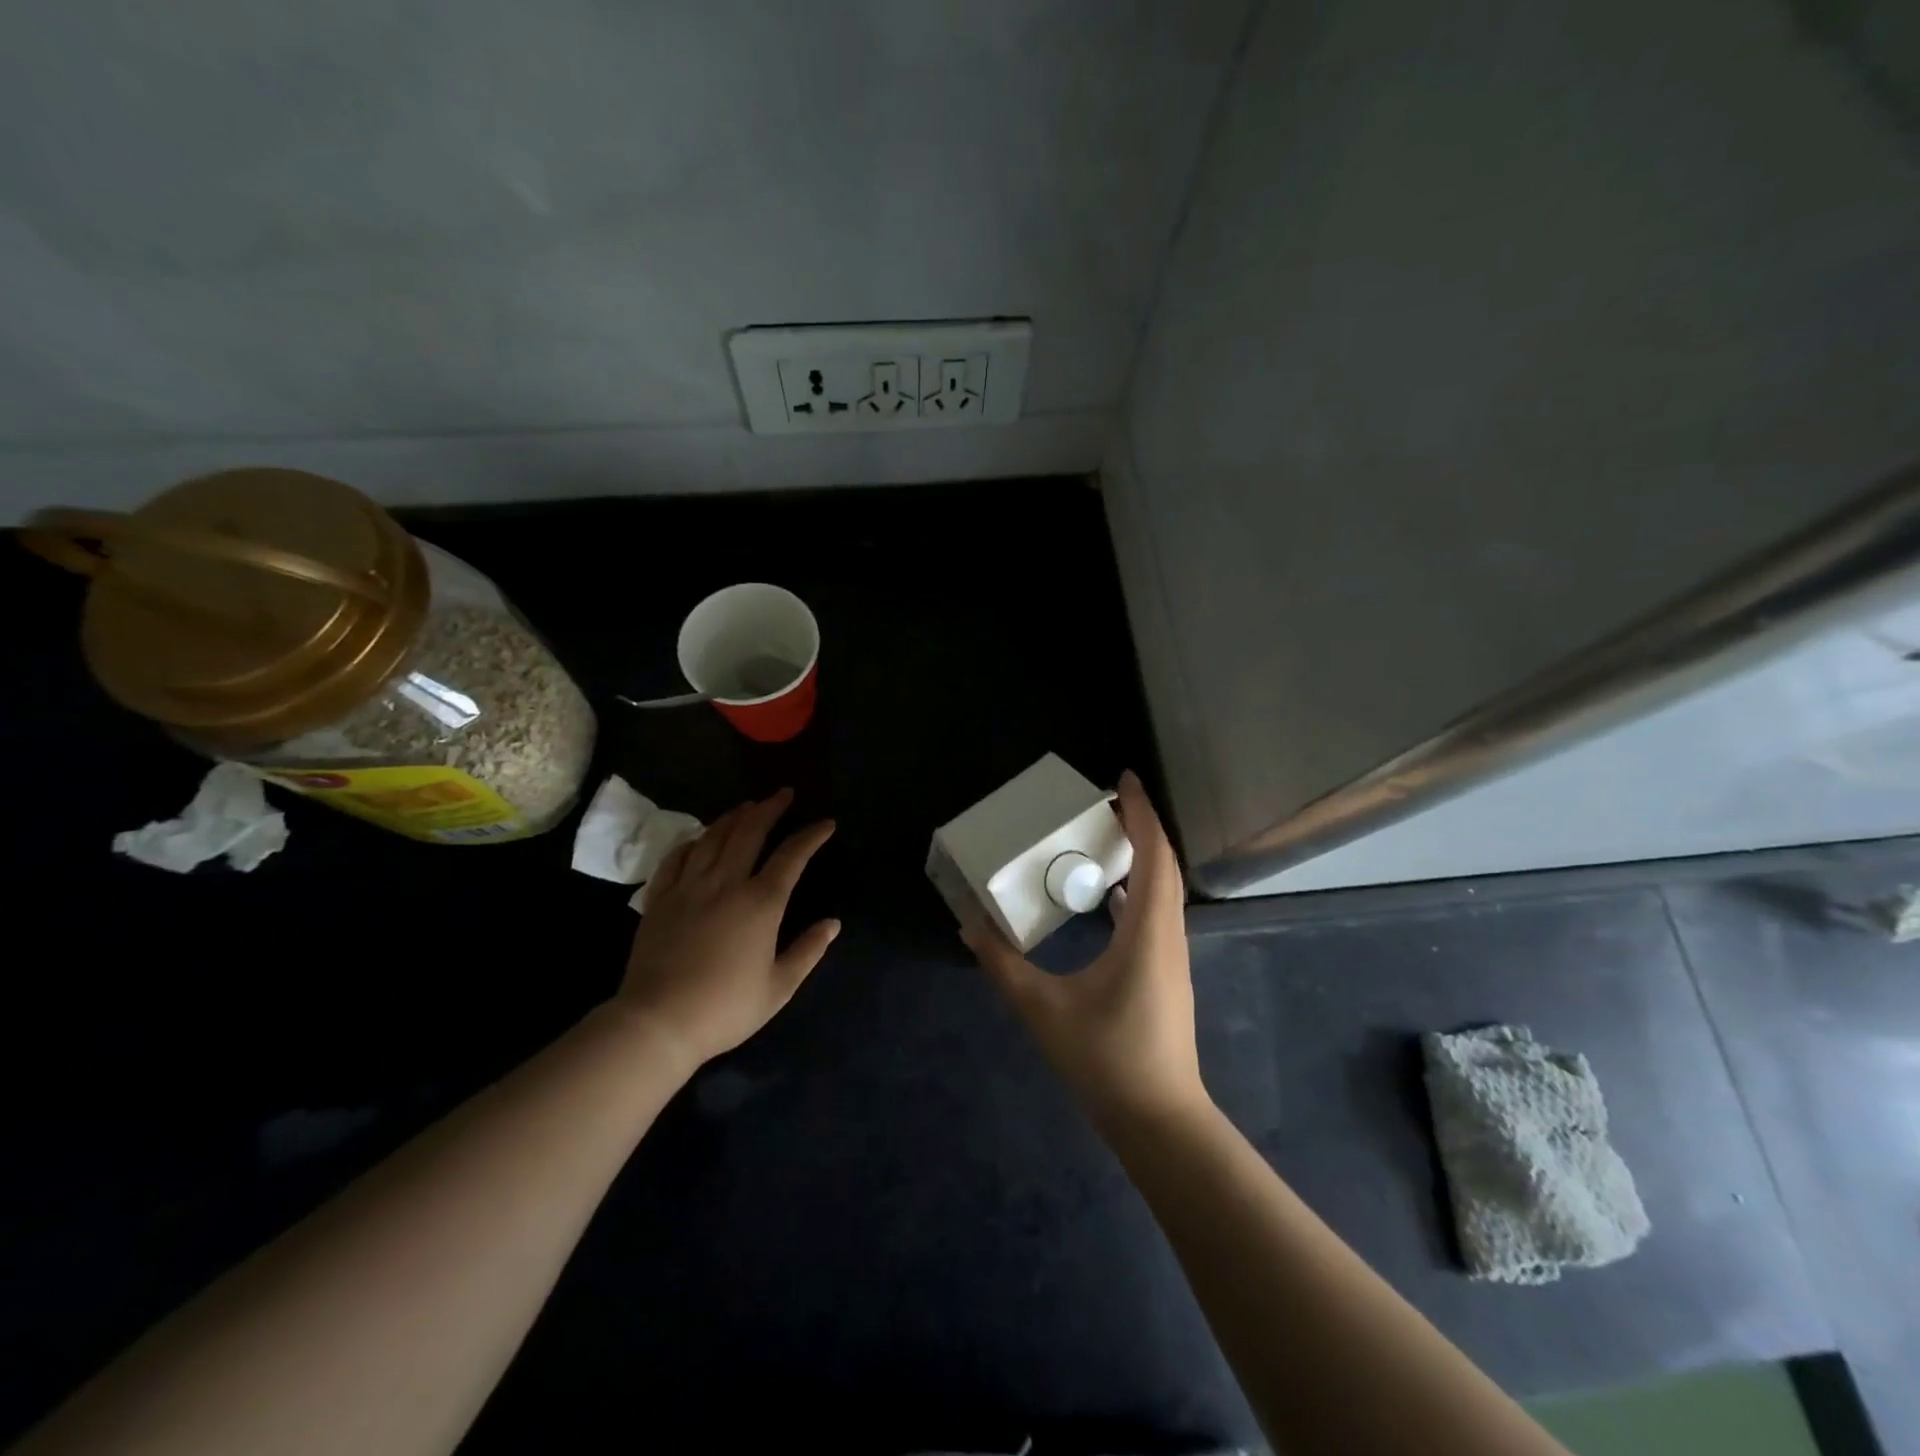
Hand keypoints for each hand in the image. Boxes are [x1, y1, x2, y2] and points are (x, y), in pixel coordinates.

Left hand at [618, 787, 838, 1067]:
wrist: (658, 1021)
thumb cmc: (726, 1007)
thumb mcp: (779, 987)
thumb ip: (808, 951)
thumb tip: (833, 923)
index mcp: (761, 903)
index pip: (791, 856)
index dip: (811, 836)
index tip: (826, 824)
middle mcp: (726, 883)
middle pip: (749, 832)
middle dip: (770, 808)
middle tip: (784, 795)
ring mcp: (689, 887)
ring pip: (713, 838)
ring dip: (733, 817)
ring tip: (747, 806)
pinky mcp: (660, 899)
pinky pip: (676, 858)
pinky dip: (692, 842)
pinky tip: (700, 839)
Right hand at [962, 770, 1205, 1128]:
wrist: (1159, 1121)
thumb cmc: (1106, 1059)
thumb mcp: (1043, 1009)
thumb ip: (1003, 965)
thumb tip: (969, 927)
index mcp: (1146, 931)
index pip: (1152, 854)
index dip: (1141, 812)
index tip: (1124, 779)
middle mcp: (1167, 935)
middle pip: (1163, 865)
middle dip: (1140, 826)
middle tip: (1105, 803)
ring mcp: (1171, 957)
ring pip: (1163, 890)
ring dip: (1142, 856)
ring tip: (1106, 839)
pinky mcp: (1166, 975)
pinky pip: (1155, 914)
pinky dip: (1137, 890)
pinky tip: (1109, 898)